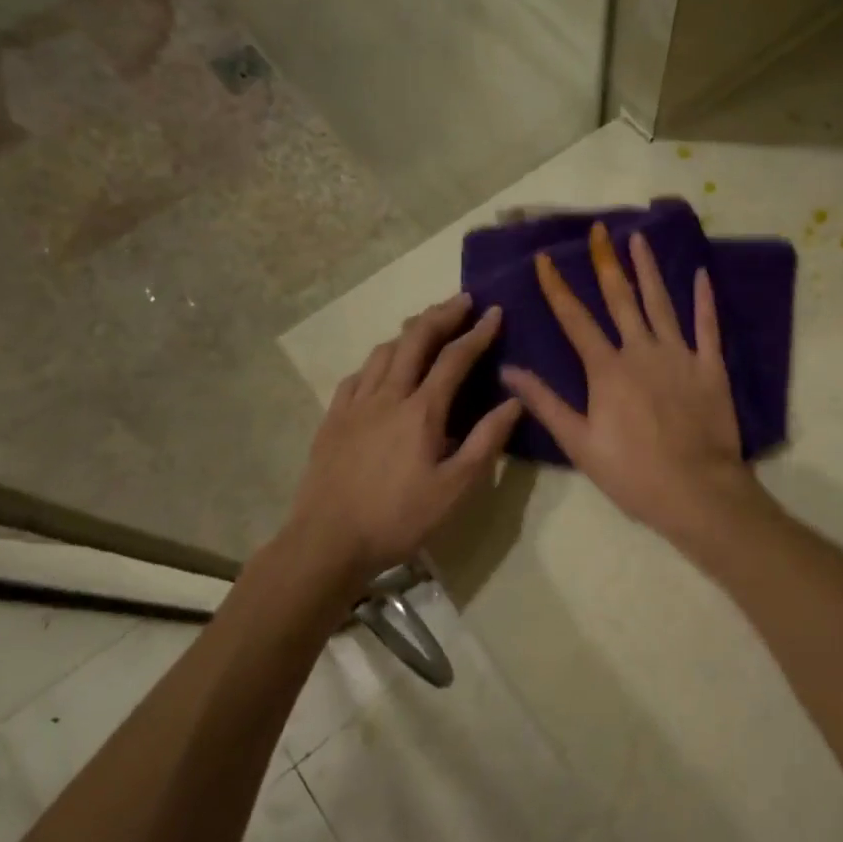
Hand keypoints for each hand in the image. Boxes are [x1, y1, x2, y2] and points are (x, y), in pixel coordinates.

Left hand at [286, 294, 522, 587]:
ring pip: (383, 351)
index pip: (455, 358)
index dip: (478, 332)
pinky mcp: (333, 419)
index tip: (495, 312)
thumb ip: (486, 441)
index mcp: (421, 411)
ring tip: (426, 325)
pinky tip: (381, 367)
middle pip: (415, 340)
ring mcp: (355, 404)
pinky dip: (377, 360)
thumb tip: (514, 401)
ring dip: (409, 331)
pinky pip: (357, 375)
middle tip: (462, 300)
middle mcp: (387, 395)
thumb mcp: (455, 488)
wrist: (328, 541)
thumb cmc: (399, 518)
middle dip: (442, 315)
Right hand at [499, 222, 758, 539]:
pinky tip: (701, 274)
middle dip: (605, 262)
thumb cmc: (631, 472)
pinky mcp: (710, 366)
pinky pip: (707, 326)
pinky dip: (704, 300)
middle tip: (598, 230)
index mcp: (607, 369)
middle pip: (620, 298)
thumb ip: (545, 403)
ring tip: (638, 239)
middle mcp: (641, 350)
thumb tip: (509, 370)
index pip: (575, 318)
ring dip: (648, 269)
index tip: (545, 258)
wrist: (696, 490)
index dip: (557, 287)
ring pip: (661, 303)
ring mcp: (679, 355)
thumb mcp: (579, 443)